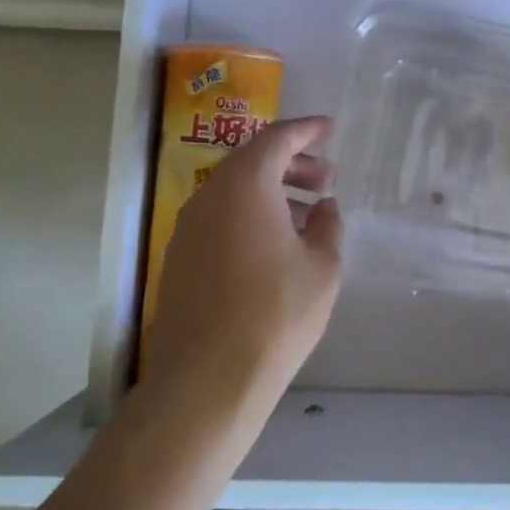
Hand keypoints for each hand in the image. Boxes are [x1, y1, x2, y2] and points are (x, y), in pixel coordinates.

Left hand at [141, 117, 343, 422]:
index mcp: (245, 186)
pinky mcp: (180, 260)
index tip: (329, 128)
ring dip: (272, 192)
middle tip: (326, 179)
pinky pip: (220, 218)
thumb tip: (322, 208)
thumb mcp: (323, 267)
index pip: (276, 139)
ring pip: (234, 192)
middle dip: (292, 163)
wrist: (207, 381)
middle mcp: (209, 197)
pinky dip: (251, 216)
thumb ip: (327, 227)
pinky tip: (277, 246)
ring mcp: (188, 229)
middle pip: (252, 162)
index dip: (306, 130)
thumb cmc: (276, 313)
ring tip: (308, 215)